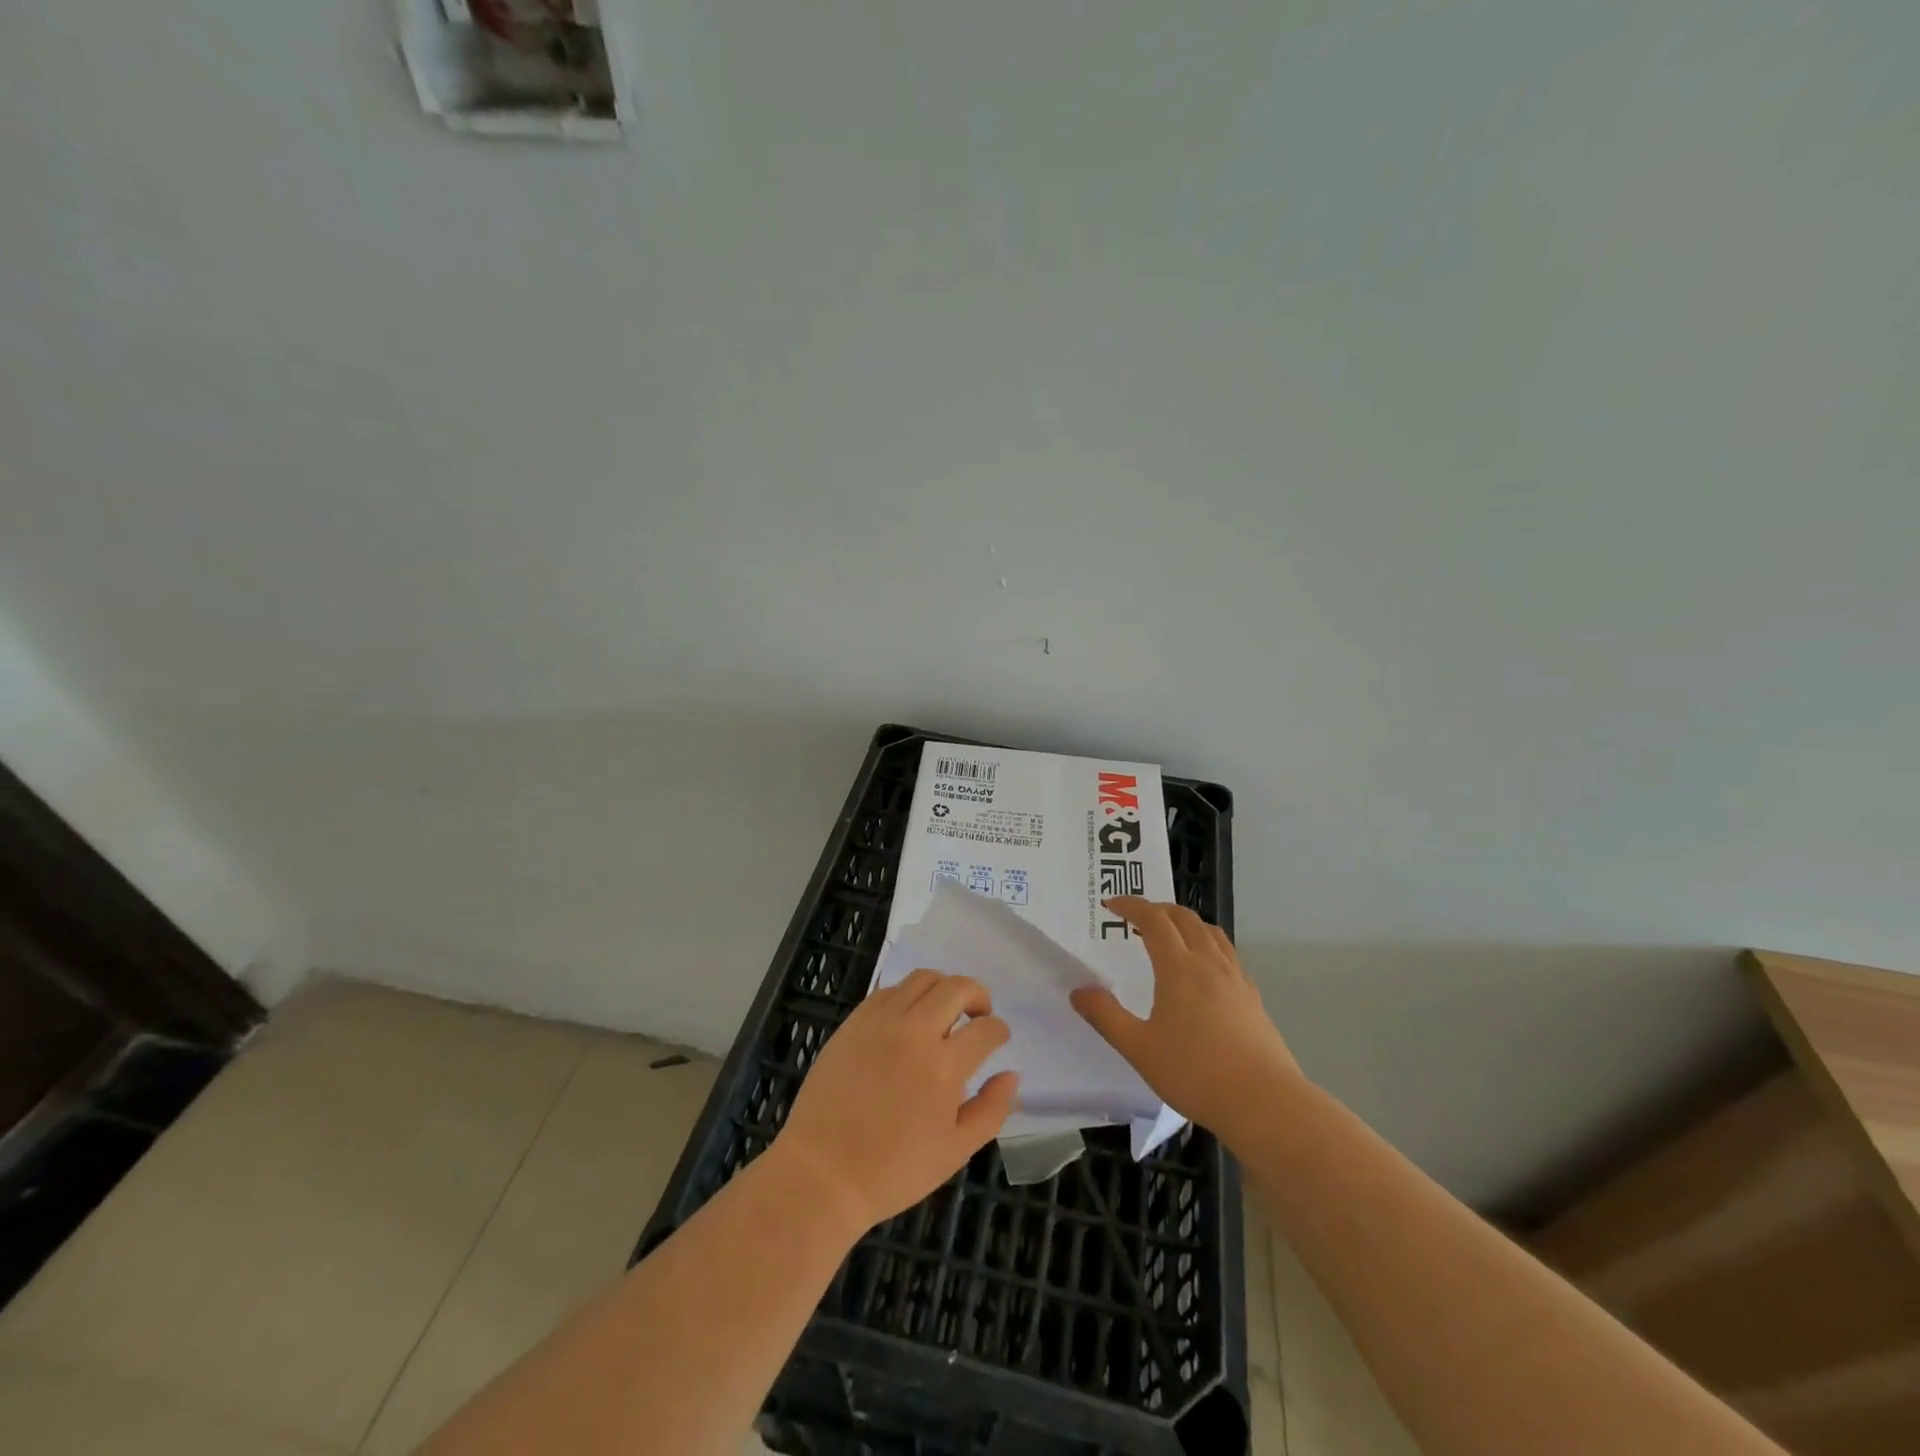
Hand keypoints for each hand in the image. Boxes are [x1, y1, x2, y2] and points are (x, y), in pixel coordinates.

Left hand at [772, 970, 1018, 1234]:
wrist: (822, 1173)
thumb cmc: (893, 1170)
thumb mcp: (955, 1152)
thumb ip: (991, 1110)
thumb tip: (1012, 1074)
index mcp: (943, 1067)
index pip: (985, 1029)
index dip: (999, 1030)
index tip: (999, 1037)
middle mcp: (914, 1033)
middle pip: (957, 988)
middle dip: (978, 995)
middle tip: (979, 1013)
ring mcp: (880, 1022)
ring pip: (923, 978)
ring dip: (944, 987)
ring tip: (946, 1010)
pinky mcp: (854, 1021)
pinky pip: (889, 990)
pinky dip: (909, 995)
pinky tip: (910, 1018)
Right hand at [1071, 898, 1298, 1145]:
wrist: (1264, 1103)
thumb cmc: (1195, 1073)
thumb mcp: (1139, 1048)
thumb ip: (1106, 1016)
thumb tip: (1079, 991)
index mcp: (1179, 968)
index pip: (1154, 919)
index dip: (1131, 906)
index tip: (1111, 905)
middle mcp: (1209, 963)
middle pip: (1185, 918)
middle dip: (1158, 909)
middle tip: (1137, 916)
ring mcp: (1236, 979)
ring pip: (1211, 932)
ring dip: (1186, 922)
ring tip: (1170, 934)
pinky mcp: (1253, 997)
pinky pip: (1227, 954)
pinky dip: (1208, 944)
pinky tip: (1204, 969)